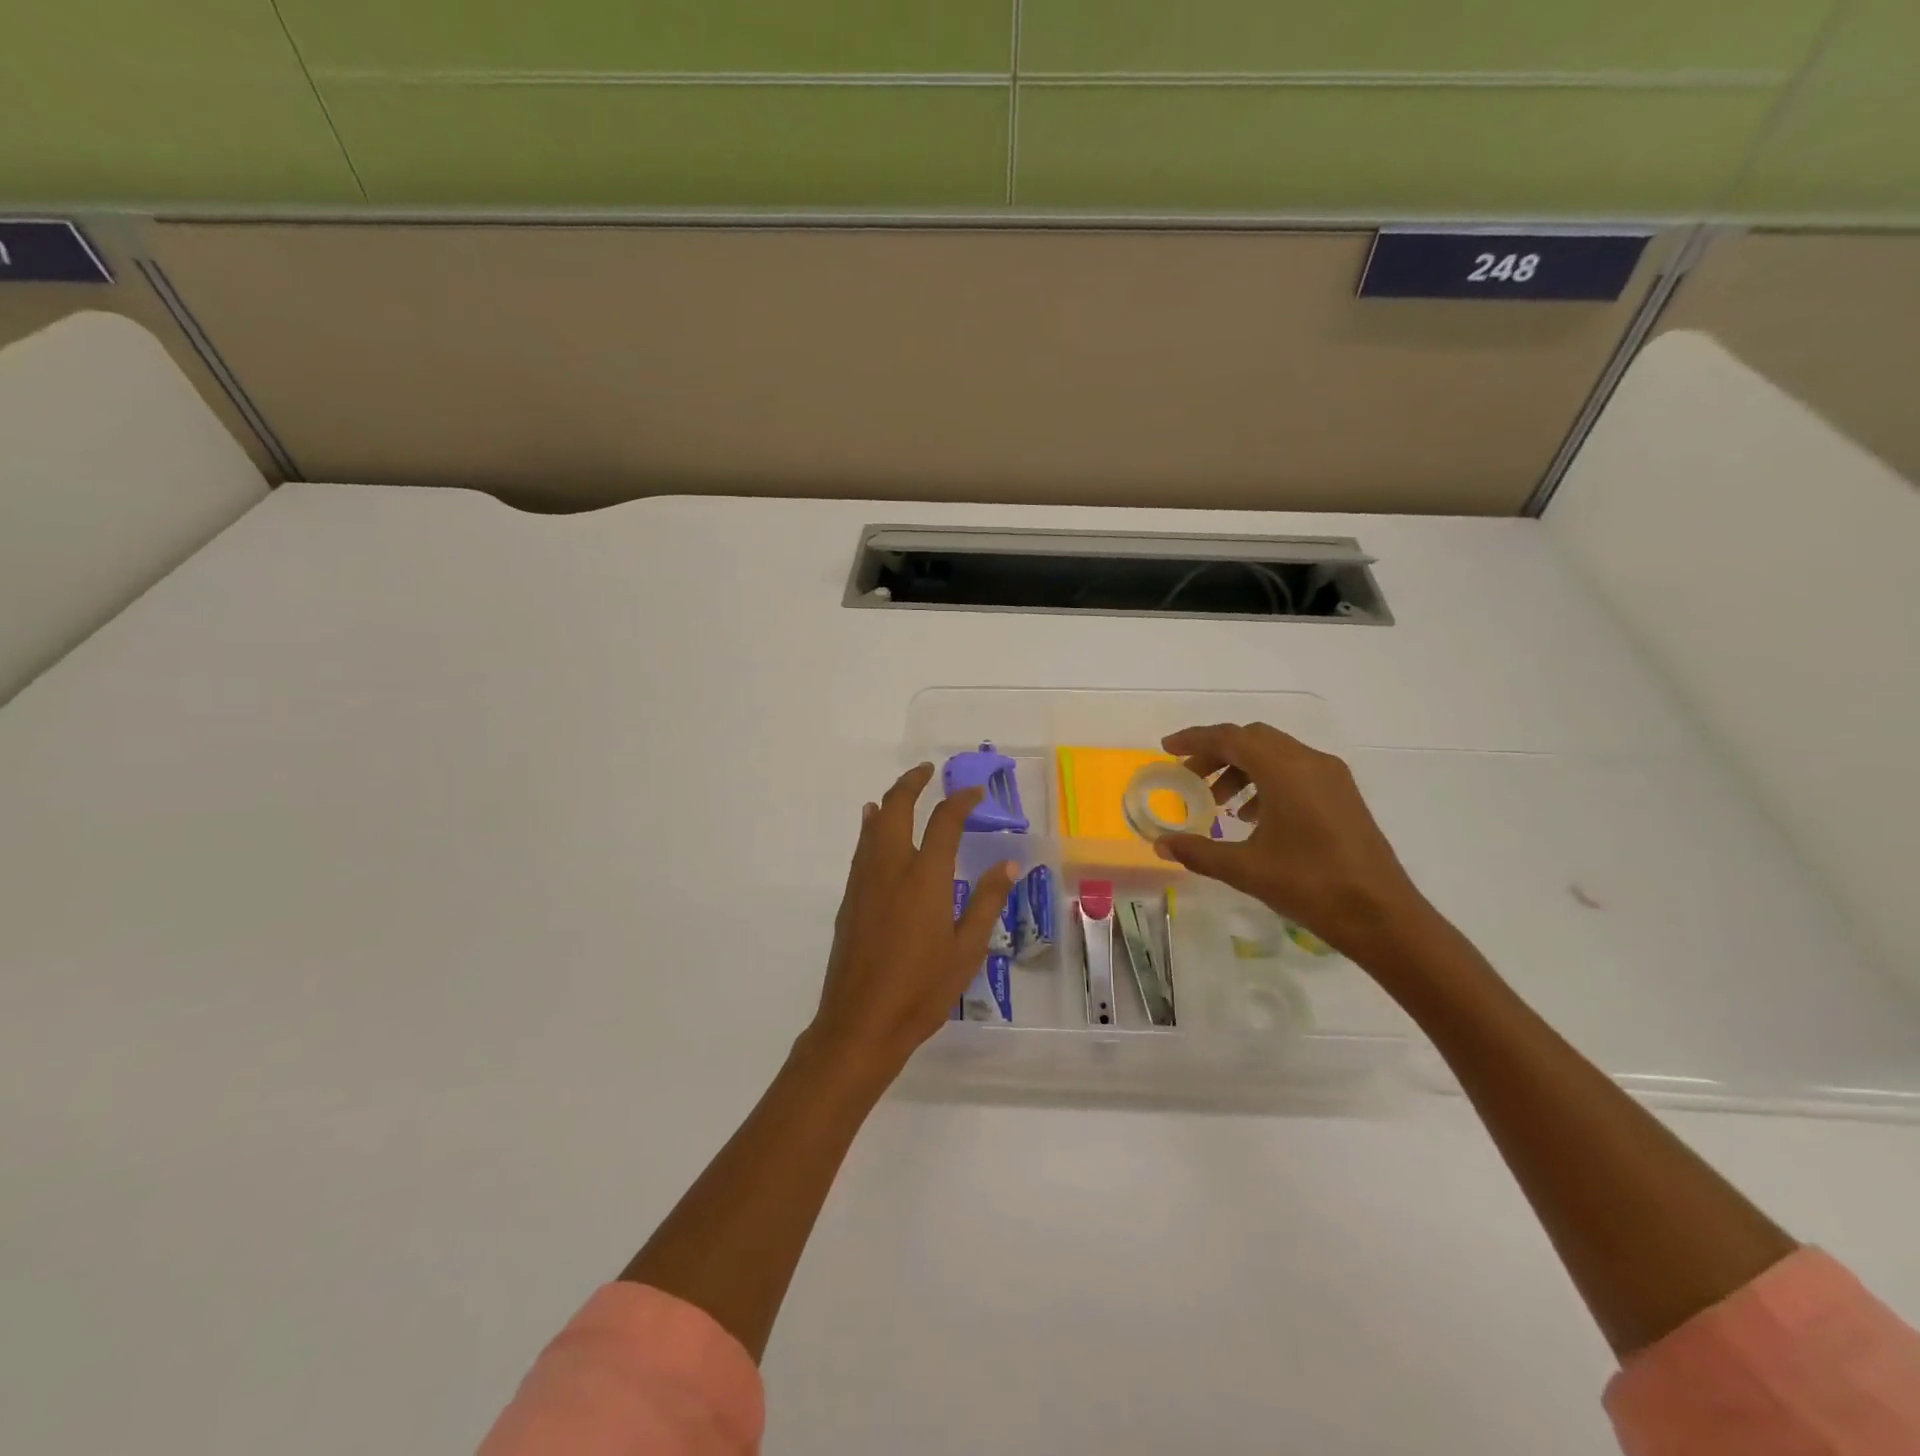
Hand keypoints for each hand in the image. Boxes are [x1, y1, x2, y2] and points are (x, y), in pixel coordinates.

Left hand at [806, 763, 1017, 1083]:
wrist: (860, 1023)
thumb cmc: (921, 990)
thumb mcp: (966, 950)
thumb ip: (986, 902)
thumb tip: (1009, 865)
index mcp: (925, 878)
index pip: (944, 822)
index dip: (960, 800)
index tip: (974, 792)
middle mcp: (891, 869)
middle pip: (896, 809)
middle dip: (912, 783)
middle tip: (928, 771)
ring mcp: (865, 882)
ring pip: (873, 826)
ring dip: (889, 802)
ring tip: (902, 791)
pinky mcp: (850, 900)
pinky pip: (862, 849)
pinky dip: (872, 828)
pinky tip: (874, 832)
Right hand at [1153, 722, 1427, 954]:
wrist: (1382, 916)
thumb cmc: (1311, 886)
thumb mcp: (1245, 869)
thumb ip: (1198, 851)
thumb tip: (1160, 844)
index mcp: (1286, 771)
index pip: (1231, 738)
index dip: (1195, 739)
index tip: (1167, 749)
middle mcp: (1310, 762)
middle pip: (1253, 739)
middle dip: (1216, 753)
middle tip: (1189, 778)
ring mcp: (1331, 777)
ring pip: (1275, 754)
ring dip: (1241, 768)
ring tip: (1218, 802)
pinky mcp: (1342, 795)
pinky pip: (1295, 771)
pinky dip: (1265, 781)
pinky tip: (1253, 817)